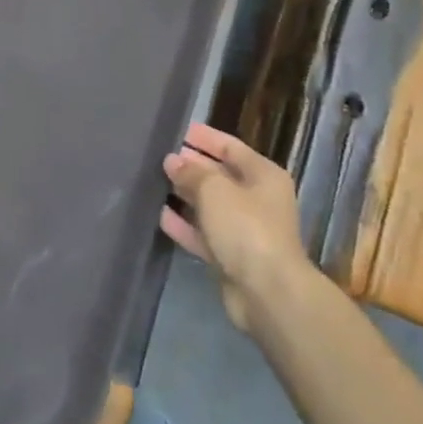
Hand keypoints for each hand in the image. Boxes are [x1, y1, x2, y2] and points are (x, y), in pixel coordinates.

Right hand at [162, 123, 311, 332]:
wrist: (268, 293)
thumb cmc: (246, 228)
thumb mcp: (214, 190)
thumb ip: (192, 172)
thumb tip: (173, 161)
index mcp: (263, 175)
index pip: (230, 146)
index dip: (204, 137)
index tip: (177, 130)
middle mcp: (257, 199)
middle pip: (220, 175)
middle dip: (192, 166)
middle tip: (159, 157)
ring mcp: (245, 230)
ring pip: (210, 206)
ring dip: (185, 196)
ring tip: (154, 182)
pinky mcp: (232, 257)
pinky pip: (204, 234)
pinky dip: (184, 225)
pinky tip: (160, 215)